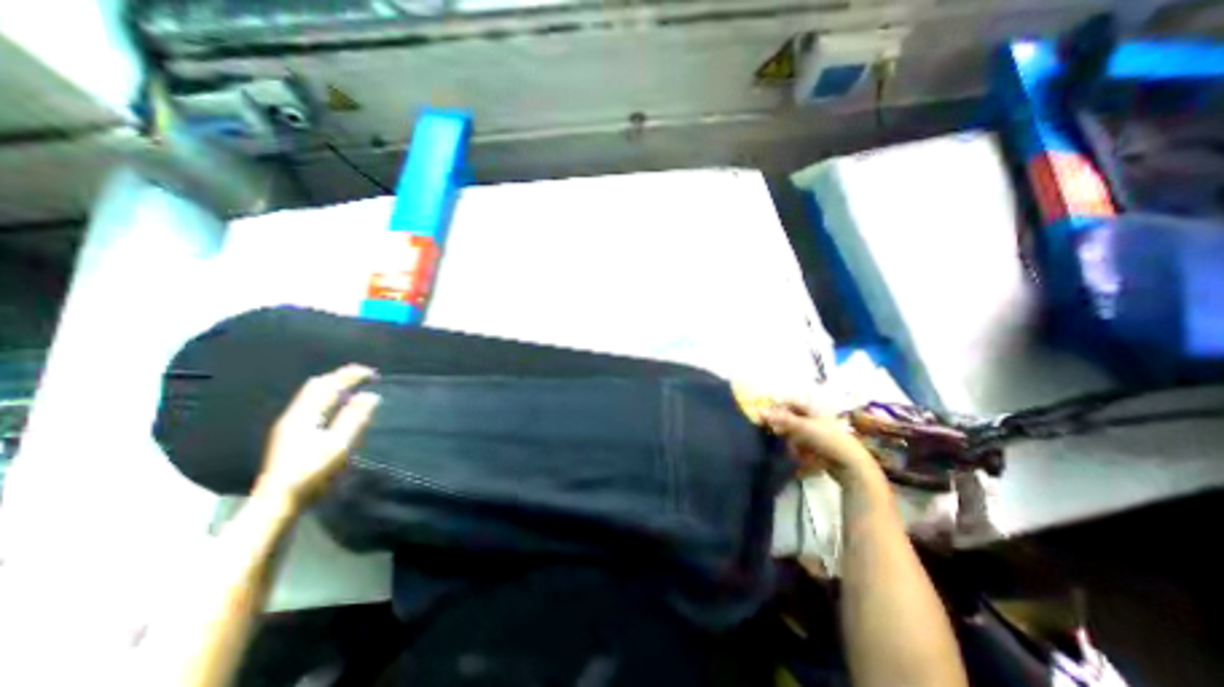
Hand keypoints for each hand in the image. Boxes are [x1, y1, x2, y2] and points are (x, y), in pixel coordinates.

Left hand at [257, 364, 385, 503]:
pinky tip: (337, 405)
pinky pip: (311, 403)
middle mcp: (295, 414)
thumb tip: (371, 395)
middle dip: (341, 376)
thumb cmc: (312, 472)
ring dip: (334, 385)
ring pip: (311, 393)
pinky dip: (328, 395)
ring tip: (354, 386)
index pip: (330, 384)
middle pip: (317, 385)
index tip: (373, 373)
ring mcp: (290, 424)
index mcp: (306, 414)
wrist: (277, 501)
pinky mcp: (290, 433)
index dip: (351, 375)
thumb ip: (355, 418)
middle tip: (364, 376)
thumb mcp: (339, 445)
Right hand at [763, 403, 880, 487]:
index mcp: (812, 409)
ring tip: (786, 445)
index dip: (777, 407)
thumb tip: (758, 411)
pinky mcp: (817, 448)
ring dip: (787, 437)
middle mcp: (814, 419)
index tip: (765, 415)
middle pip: (791, 417)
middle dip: (781, 424)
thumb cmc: (827, 439)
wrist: (851, 465)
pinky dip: (794, 448)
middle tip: (773, 431)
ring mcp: (816, 434)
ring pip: (794, 432)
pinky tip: (794, 454)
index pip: (789, 402)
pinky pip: (800, 445)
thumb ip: (780, 419)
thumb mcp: (802, 427)